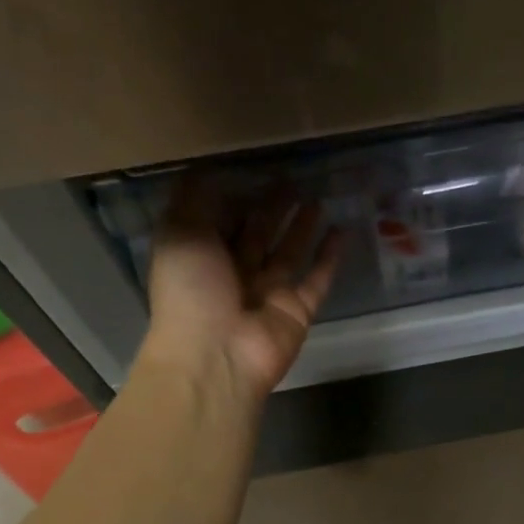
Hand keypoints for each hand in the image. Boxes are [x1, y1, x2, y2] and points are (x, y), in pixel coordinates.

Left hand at [142, 179, 341, 399]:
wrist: (216, 355)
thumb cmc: (191, 290)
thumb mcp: (180, 232)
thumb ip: (193, 198)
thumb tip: (205, 168)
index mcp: (202, 256)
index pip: (220, 220)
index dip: (235, 196)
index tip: (253, 169)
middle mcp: (235, 274)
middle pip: (257, 234)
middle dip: (272, 208)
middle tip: (292, 180)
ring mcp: (269, 293)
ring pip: (289, 253)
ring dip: (301, 227)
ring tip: (317, 198)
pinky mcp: (298, 310)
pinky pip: (318, 279)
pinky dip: (330, 258)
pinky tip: (342, 232)